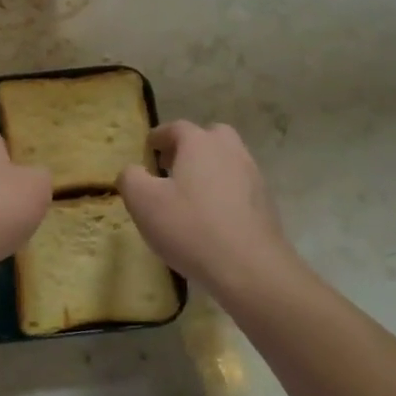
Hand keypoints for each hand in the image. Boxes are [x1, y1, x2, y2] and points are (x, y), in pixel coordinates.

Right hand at [117, 122, 301, 296]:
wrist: (250, 268)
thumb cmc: (190, 227)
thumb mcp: (143, 201)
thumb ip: (131, 178)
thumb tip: (133, 171)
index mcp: (200, 143)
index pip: (176, 128)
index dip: (159, 137)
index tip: (148, 150)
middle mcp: (230, 151)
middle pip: (209, 137)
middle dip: (189, 147)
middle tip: (172, 167)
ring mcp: (253, 176)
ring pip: (227, 161)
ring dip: (208, 169)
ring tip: (189, 195)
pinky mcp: (265, 203)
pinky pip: (239, 186)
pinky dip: (223, 192)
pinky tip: (211, 217)